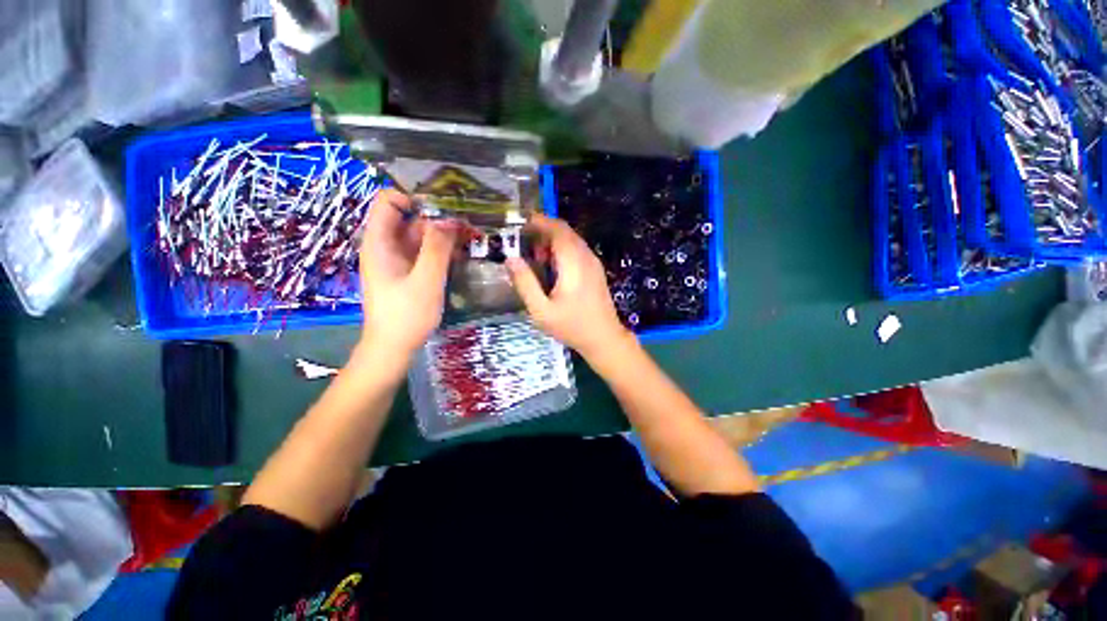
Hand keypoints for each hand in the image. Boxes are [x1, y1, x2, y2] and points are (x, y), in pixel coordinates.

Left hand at [358, 189, 457, 354]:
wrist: (393, 348)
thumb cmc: (406, 315)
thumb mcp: (425, 280)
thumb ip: (437, 248)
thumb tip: (449, 219)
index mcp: (380, 242)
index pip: (389, 201)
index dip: (415, 198)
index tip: (445, 210)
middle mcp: (387, 245)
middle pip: (411, 218)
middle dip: (439, 218)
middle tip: (470, 225)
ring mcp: (398, 259)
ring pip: (421, 236)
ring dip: (445, 235)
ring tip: (472, 238)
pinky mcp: (408, 272)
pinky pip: (425, 252)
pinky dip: (442, 250)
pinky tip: (462, 255)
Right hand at [506, 213, 632, 359]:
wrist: (604, 338)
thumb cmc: (572, 326)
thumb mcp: (541, 310)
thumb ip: (525, 284)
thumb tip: (511, 259)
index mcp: (573, 263)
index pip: (558, 229)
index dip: (539, 222)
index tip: (520, 223)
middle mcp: (586, 257)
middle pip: (565, 231)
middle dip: (543, 231)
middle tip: (525, 245)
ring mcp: (593, 262)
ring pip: (571, 239)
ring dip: (552, 241)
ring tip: (536, 258)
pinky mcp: (595, 269)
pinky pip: (577, 249)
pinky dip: (562, 250)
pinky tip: (552, 267)